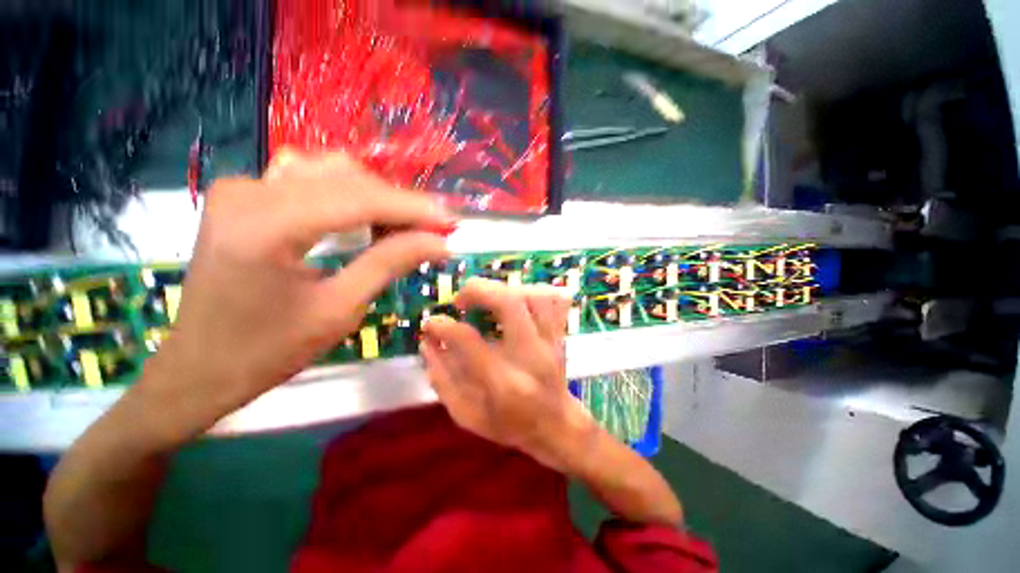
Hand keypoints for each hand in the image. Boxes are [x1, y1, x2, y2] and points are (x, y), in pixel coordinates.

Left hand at [143, 151, 452, 436]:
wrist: (200, 366)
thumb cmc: (268, 350)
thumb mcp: (340, 309)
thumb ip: (390, 264)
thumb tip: (439, 242)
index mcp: (266, 226)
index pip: (359, 199)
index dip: (412, 208)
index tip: (450, 220)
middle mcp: (250, 191)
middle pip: (347, 179)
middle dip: (399, 203)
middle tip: (433, 230)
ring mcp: (243, 188)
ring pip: (332, 173)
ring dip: (377, 198)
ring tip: (405, 228)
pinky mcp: (245, 196)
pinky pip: (311, 180)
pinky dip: (350, 196)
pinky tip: (368, 220)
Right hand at [420, 278, 594, 470]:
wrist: (557, 426)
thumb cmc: (510, 424)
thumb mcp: (467, 415)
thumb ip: (443, 379)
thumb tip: (427, 342)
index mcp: (503, 382)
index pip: (469, 340)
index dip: (442, 326)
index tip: (430, 324)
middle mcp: (530, 356)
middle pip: (509, 303)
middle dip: (478, 290)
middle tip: (461, 300)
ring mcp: (551, 341)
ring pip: (534, 295)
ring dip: (506, 290)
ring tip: (489, 300)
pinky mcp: (560, 333)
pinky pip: (555, 299)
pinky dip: (532, 291)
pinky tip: (517, 300)